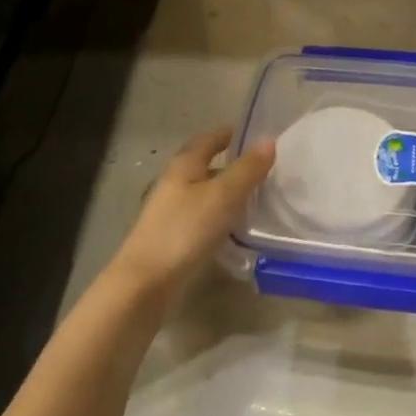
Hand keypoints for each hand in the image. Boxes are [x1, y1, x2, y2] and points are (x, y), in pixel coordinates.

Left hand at [110, 125, 274, 298]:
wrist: (146, 283)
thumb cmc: (185, 230)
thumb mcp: (223, 196)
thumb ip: (247, 169)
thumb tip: (269, 140)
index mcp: (184, 166)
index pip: (207, 139)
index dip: (228, 133)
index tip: (252, 132)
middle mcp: (175, 184)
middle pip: (205, 166)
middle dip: (232, 164)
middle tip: (265, 167)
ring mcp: (172, 212)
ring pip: (206, 194)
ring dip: (229, 192)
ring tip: (260, 197)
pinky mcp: (175, 238)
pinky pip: (204, 218)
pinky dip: (223, 216)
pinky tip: (240, 228)